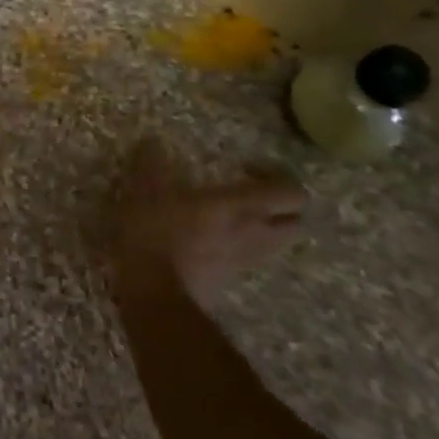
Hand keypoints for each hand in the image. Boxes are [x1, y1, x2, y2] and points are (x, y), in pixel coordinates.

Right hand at [111, 137, 304, 307]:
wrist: (155, 296)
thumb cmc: (155, 235)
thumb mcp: (144, 191)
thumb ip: (151, 164)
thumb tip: (153, 142)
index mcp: (241, 207)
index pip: (290, 192)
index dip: (277, 175)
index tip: (244, 167)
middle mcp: (254, 233)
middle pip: (295, 222)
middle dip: (279, 205)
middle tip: (248, 192)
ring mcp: (245, 260)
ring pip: (276, 242)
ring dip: (264, 226)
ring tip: (231, 214)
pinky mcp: (230, 278)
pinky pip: (250, 256)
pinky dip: (242, 244)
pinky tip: (212, 237)